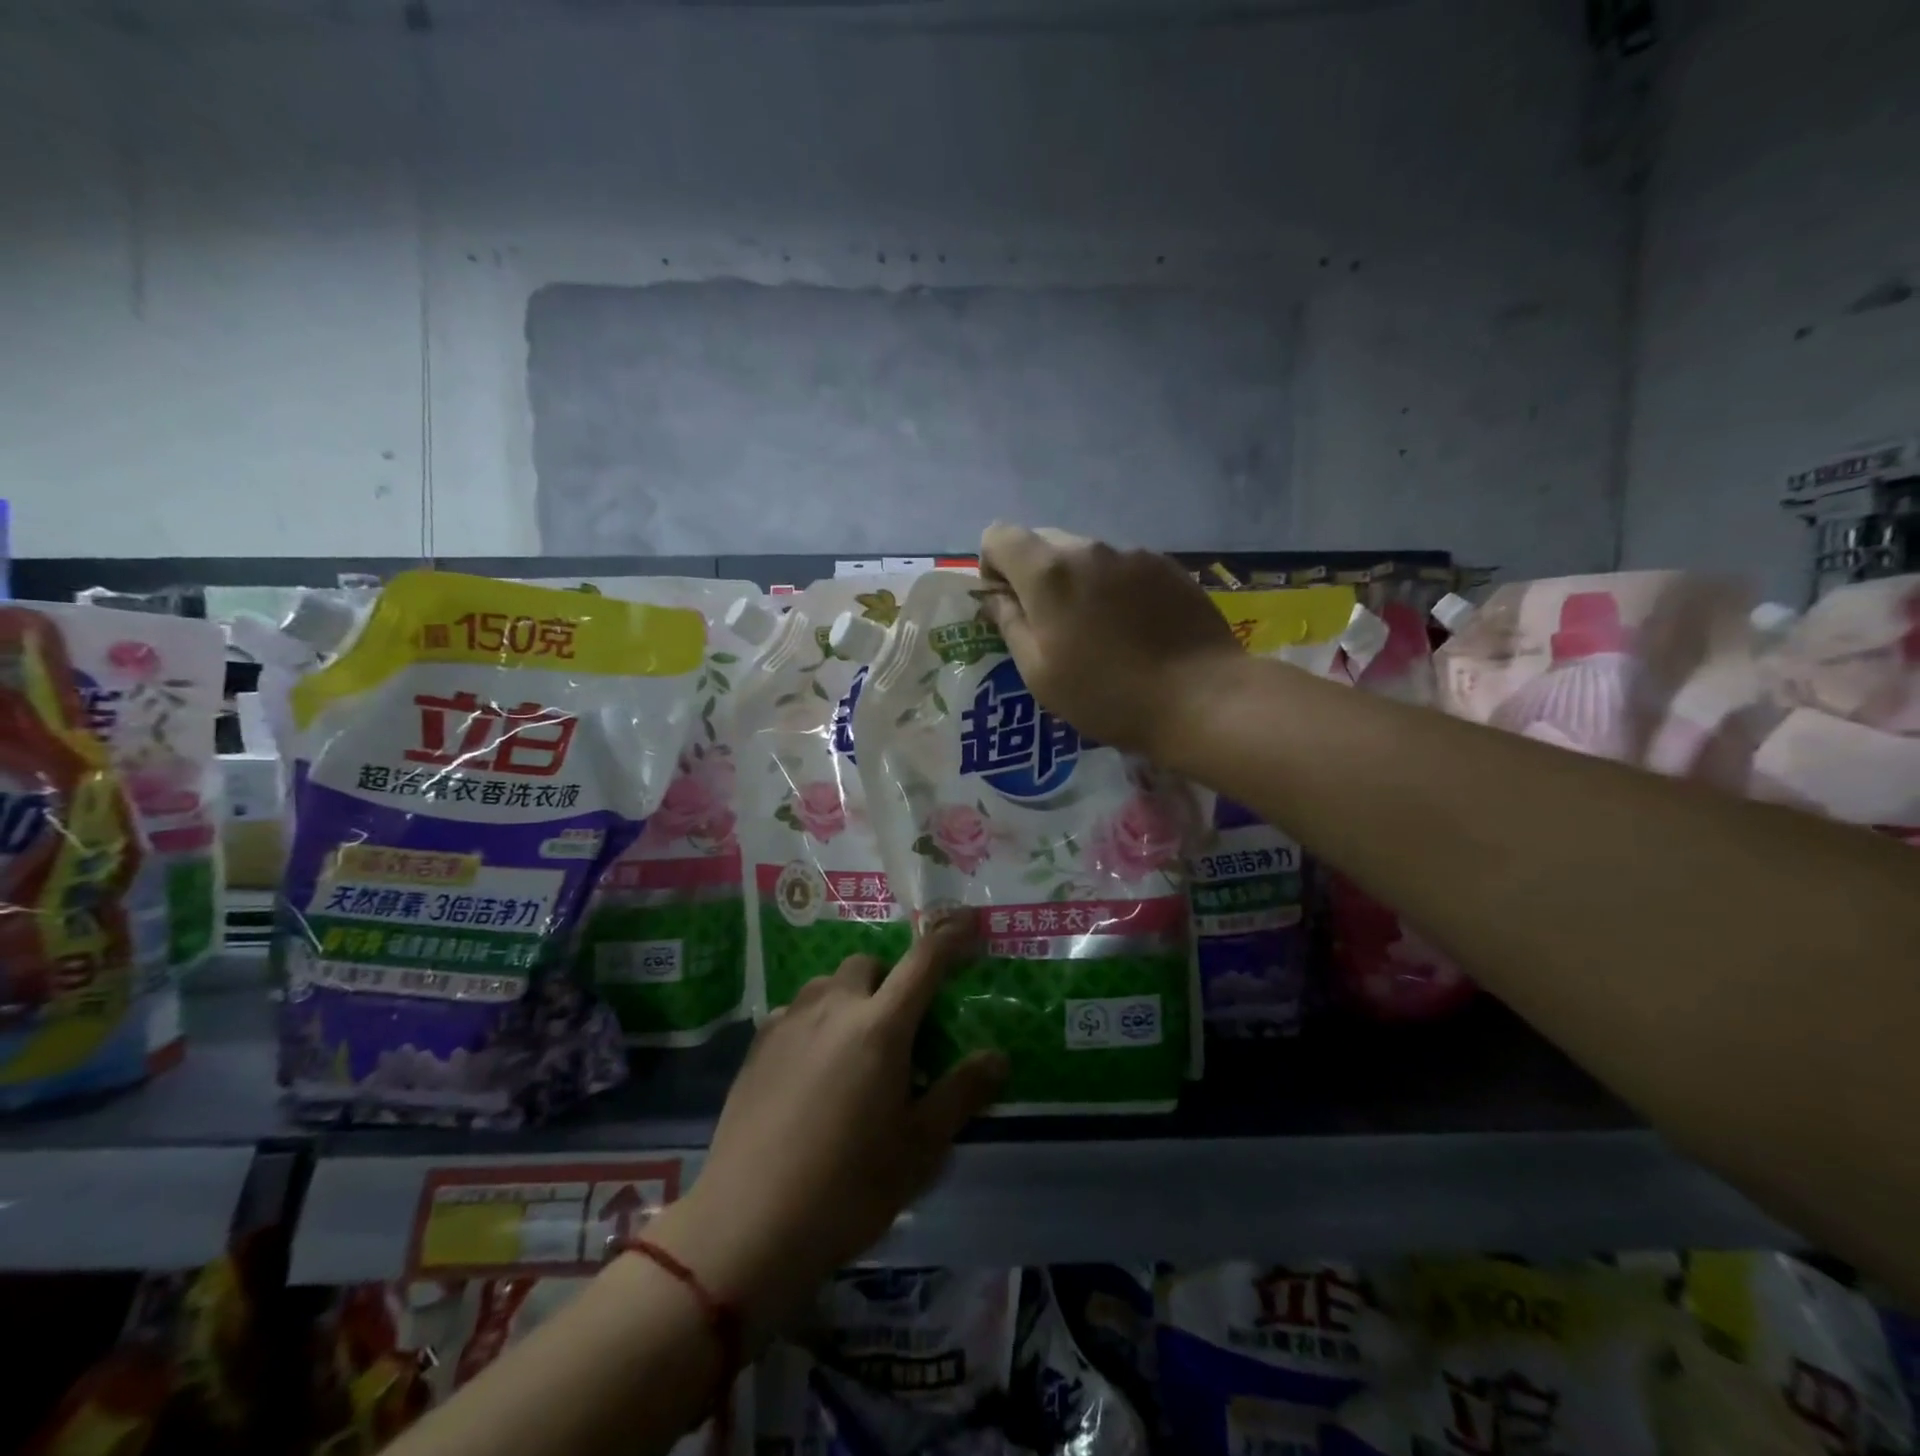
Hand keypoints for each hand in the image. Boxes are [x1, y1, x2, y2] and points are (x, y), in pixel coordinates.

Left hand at [647, 914, 1006, 1339]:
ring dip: (849, 996)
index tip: (969, 920)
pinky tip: (812, 1065)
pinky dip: (814, 1019)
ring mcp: (789, 1023)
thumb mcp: (919, 1148)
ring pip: (827, 983)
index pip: (924, 962)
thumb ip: (961, 1094)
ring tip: (855, 1043)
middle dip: (890, 977)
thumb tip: (998, 1056)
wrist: (748, 1226)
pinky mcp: (757, 1046)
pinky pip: (795, 1010)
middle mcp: (833, 1009)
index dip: (950, 936)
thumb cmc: (848, 1188)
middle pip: (868, 964)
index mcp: (880, 1028)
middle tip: (901, 1024)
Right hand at [978, 523, 1244, 758]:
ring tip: (1098, 632)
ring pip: (1085, 555)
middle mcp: (1089, 548)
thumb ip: (1010, 624)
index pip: (999, 535)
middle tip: (1050, 625)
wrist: (1200, 697)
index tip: (1007, 605)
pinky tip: (1133, 629)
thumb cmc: (1107, 695)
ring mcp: (1133, 554)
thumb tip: (995, 598)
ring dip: (1077, 582)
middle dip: (1033, 575)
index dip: (992, 567)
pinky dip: (1114, 588)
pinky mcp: (1167, 566)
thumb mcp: (1039, 674)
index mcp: (1049, 572)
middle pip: (1042, 542)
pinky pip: (1122, 567)